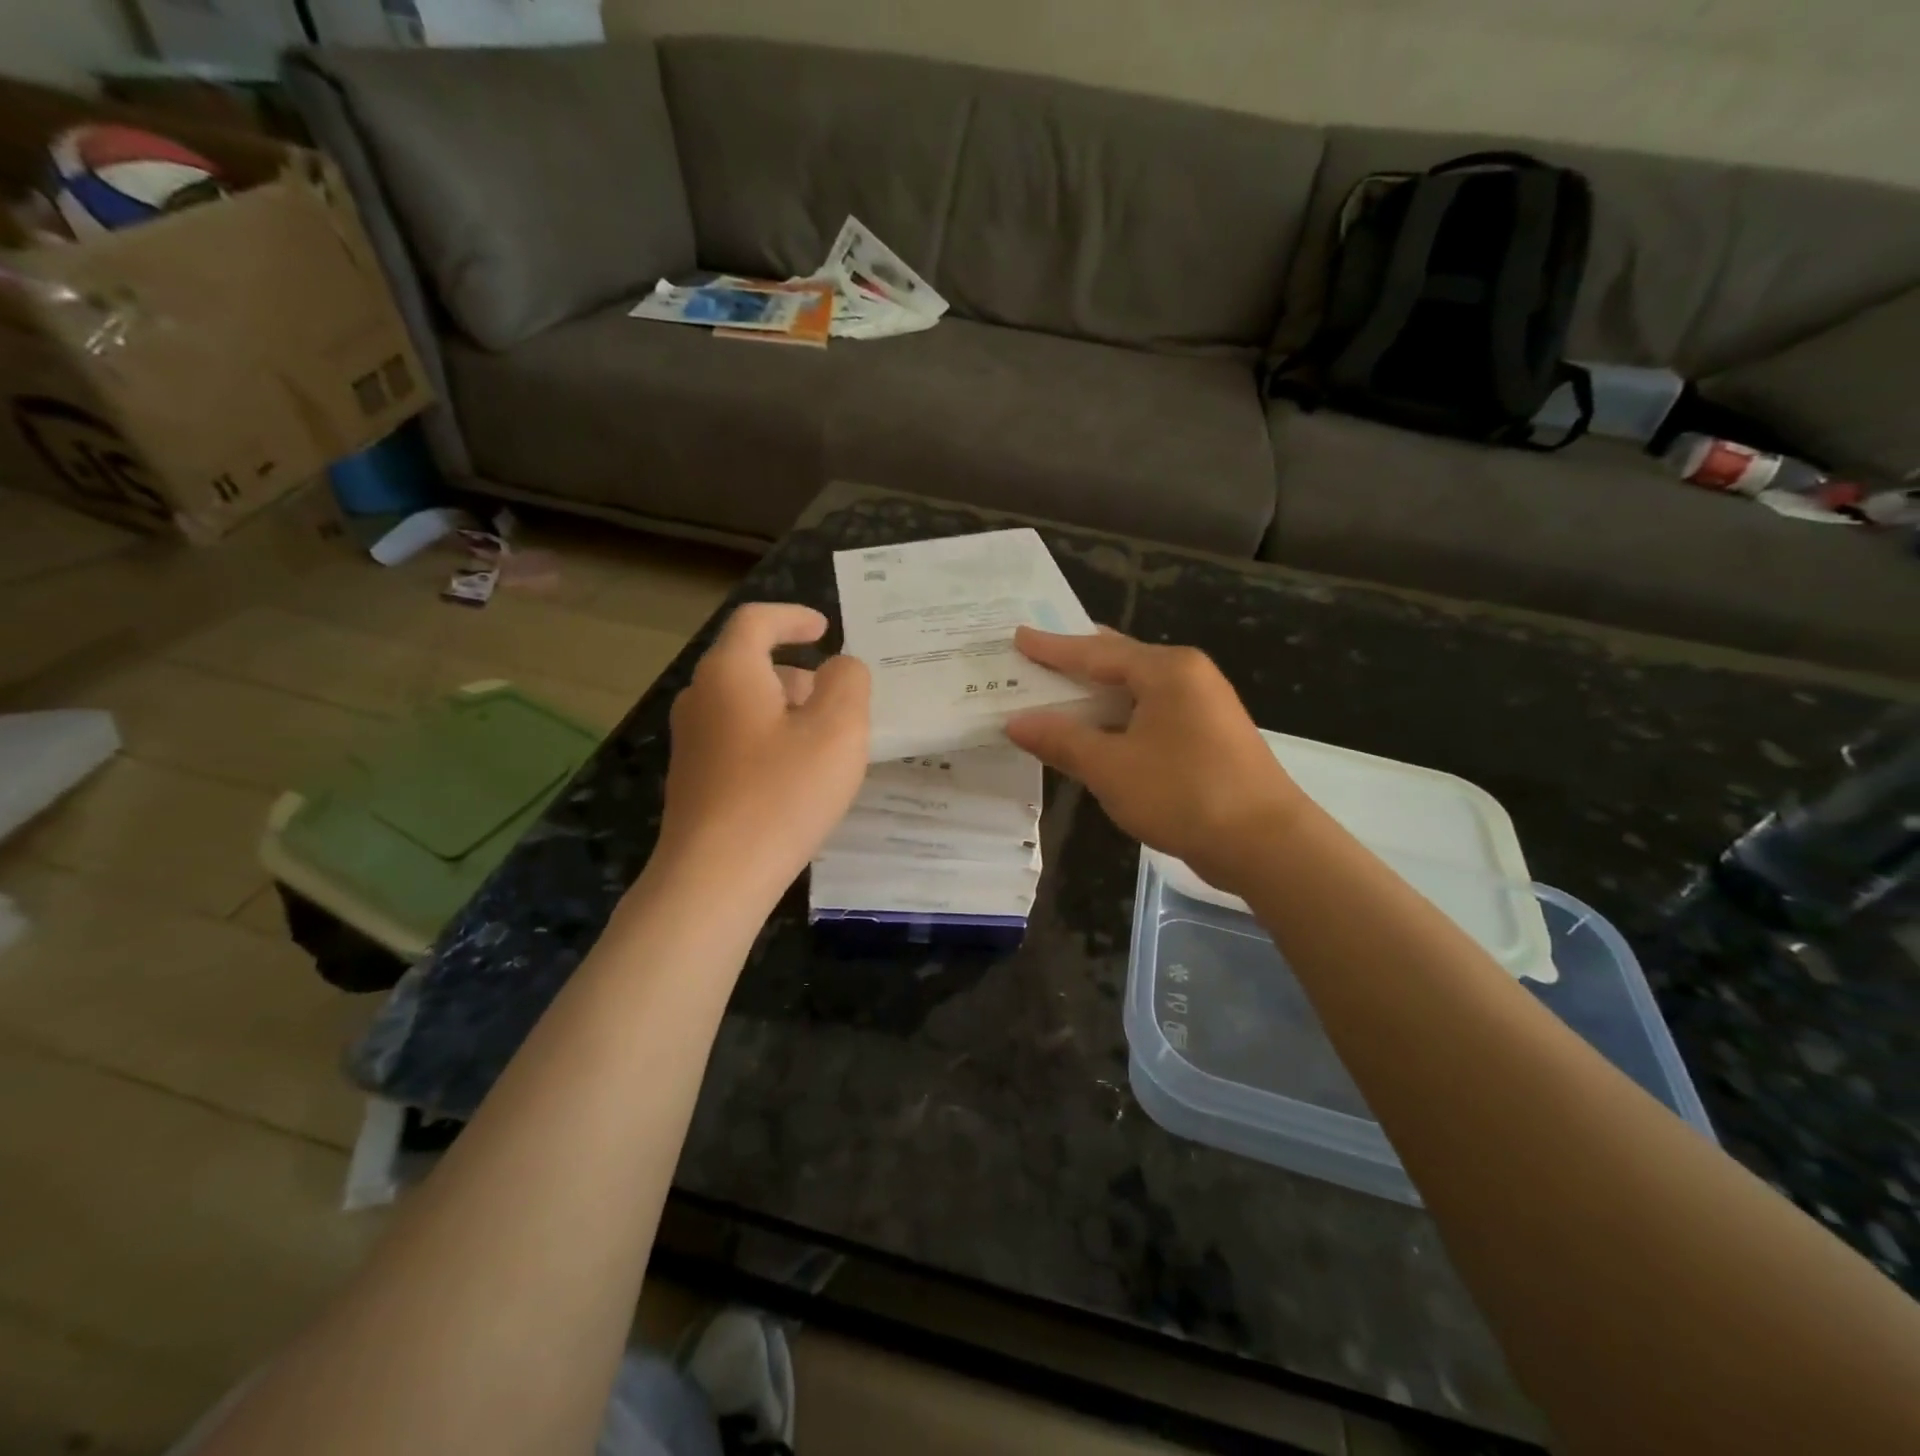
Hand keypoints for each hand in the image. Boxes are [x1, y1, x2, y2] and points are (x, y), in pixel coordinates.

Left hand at [654, 603, 869, 901]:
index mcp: (730, 672)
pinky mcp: (693, 777)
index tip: (825, 628)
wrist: (715, 877)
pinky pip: (736, 737)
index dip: (793, 616)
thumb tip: (839, 667)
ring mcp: (691, 740)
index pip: (756, 620)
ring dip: (785, 707)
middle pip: (749, 662)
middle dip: (797, 670)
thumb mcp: (838, 730)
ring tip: (824, 739)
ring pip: (743, 703)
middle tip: (837, 695)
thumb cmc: (782, 793)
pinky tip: (795, 774)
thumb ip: (848, 682)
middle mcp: (700, 697)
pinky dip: (769, 736)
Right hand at [1006, 627, 1304, 895]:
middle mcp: (1188, 676)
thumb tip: (1016, 722)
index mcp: (1166, 670)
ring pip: (1136, 690)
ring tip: (1058, 691)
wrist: (1265, 843)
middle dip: (1076, 662)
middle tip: (1036, 656)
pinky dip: (1118, 718)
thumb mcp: (1111, 768)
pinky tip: (1099, 730)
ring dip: (1097, 695)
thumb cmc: (1183, 794)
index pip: (1095, 651)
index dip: (1052, 648)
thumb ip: (1061, 740)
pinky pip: (1151, 713)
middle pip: (1119, 661)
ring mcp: (1203, 706)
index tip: (1017, 636)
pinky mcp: (1208, 736)